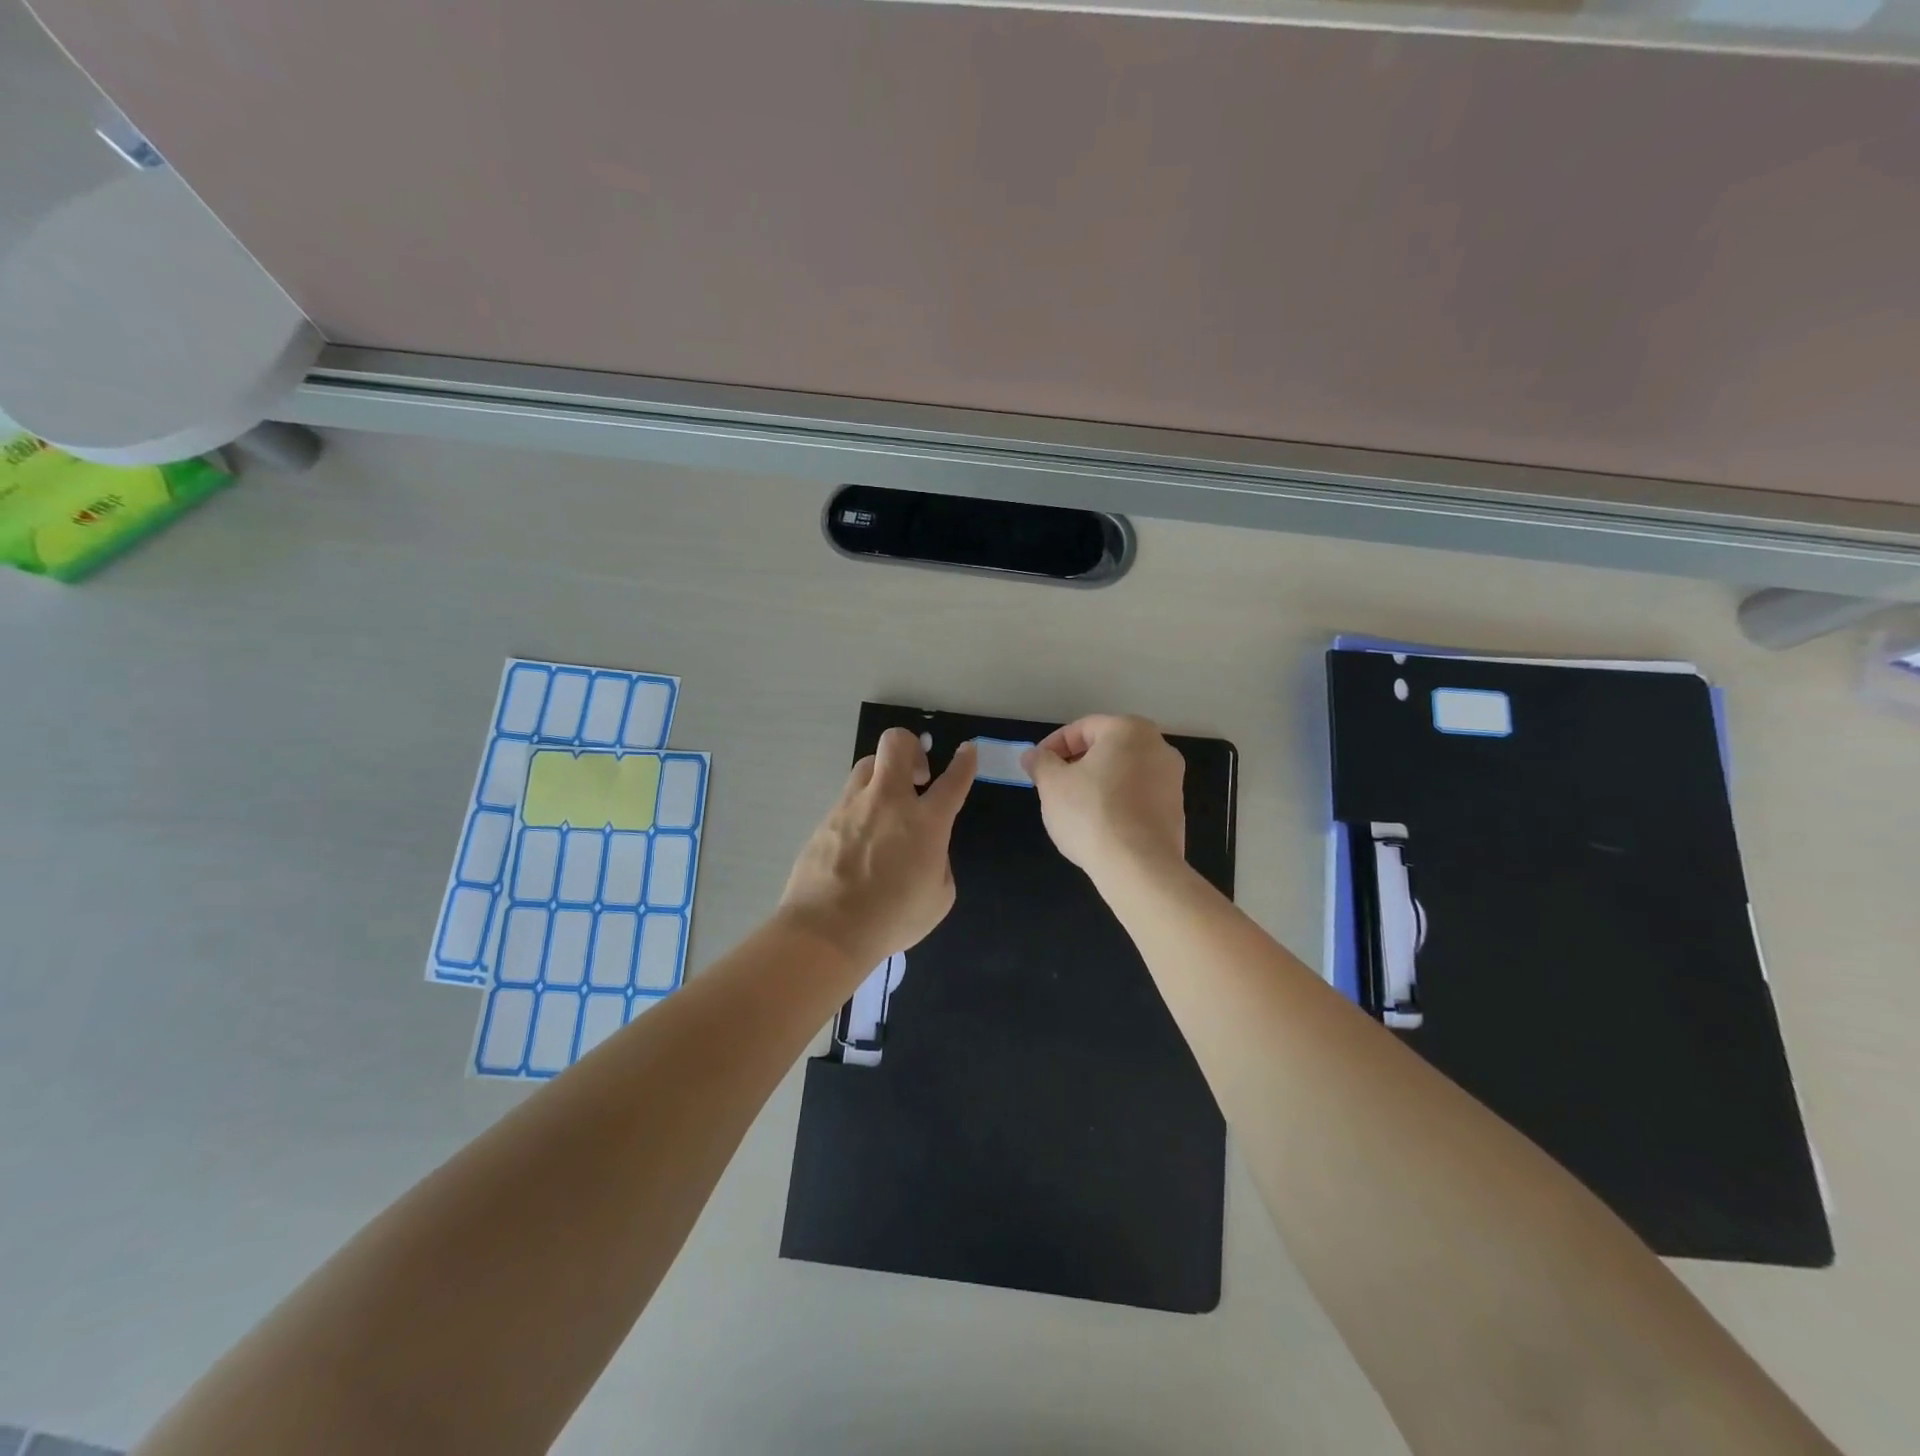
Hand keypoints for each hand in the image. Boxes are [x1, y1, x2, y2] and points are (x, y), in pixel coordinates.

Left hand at [778, 729, 976, 968]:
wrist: (827, 930)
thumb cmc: (892, 919)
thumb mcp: (938, 898)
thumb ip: (939, 863)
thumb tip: (927, 850)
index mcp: (925, 822)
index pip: (953, 780)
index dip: (964, 762)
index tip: (967, 751)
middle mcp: (888, 801)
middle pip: (897, 743)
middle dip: (912, 746)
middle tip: (918, 775)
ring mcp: (852, 805)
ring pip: (868, 763)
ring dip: (884, 775)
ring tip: (887, 805)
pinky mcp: (826, 819)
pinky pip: (848, 797)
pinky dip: (862, 807)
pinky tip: (861, 837)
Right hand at [1023, 715, 1184, 882]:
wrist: (1138, 866)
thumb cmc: (1091, 813)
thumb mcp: (1052, 785)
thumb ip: (1041, 763)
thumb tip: (1033, 755)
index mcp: (1129, 730)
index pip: (1082, 728)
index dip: (1053, 746)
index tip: (1037, 768)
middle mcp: (1158, 747)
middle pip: (1106, 749)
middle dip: (1076, 764)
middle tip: (1052, 787)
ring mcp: (1173, 780)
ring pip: (1123, 773)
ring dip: (1097, 784)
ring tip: (1074, 809)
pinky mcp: (1176, 810)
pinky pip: (1137, 797)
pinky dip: (1117, 803)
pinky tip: (1099, 825)